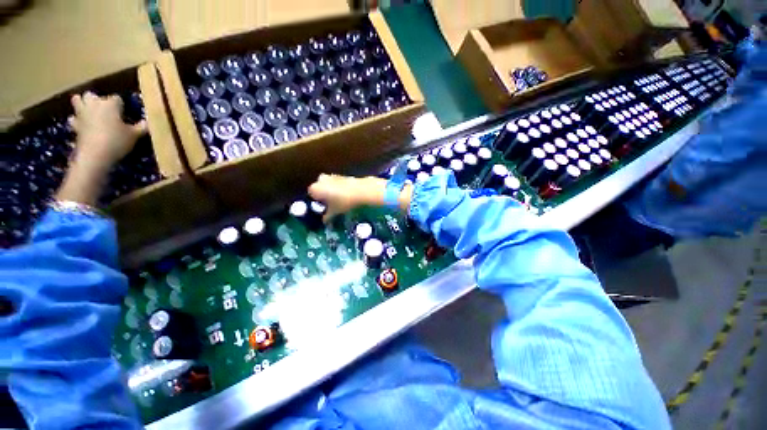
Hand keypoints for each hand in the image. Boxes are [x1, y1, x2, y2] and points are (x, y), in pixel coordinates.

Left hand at [68, 92, 146, 172]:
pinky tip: (82, 125)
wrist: (95, 154)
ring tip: (89, 111)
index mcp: (110, 104)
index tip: (125, 113)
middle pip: (92, 95)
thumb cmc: (117, 141)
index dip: (121, 105)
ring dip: (82, 104)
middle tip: (104, 109)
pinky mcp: (75, 125)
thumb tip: (148, 122)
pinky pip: (73, 118)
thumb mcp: (135, 135)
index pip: (117, 98)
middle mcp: (95, 104)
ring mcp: (82, 113)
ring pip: (77, 100)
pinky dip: (77, 120)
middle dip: (96, 99)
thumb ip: (141, 127)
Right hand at [308, 174, 412, 221]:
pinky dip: (339, 188)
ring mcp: (332, 175)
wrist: (362, 191)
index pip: (311, 194)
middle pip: (319, 187)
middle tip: (330, 204)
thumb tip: (324, 222)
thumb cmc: (344, 202)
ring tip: (339, 200)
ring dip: (331, 191)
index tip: (323, 207)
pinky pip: (337, 182)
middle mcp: (321, 179)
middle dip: (323, 194)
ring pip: (328, 184)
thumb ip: (327, 217)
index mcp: (316, 188)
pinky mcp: (342, 175)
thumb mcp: (335, 212)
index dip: (317, 201)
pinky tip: (346, 195)